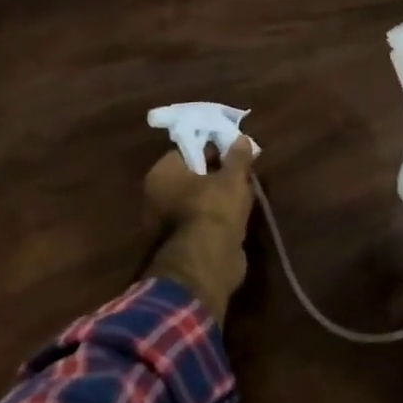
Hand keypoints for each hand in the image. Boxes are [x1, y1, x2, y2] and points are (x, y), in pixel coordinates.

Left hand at [141, 138, 257, 324]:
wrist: (207, 263)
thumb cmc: (214, 209)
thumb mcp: (232, 177)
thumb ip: (237, 157)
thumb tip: (241, 138)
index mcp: (162, 173)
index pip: (187, 150)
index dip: (212, 148)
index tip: (234, 150)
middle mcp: (157, 196)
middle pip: (192, 176)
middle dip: (217, 173)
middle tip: (242, 171)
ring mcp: (166, 223)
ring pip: (198, 200)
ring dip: (219, 197)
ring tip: (245, 192)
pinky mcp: (181, 244)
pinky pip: (202, 221)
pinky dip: (217, 218)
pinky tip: (239, 214)